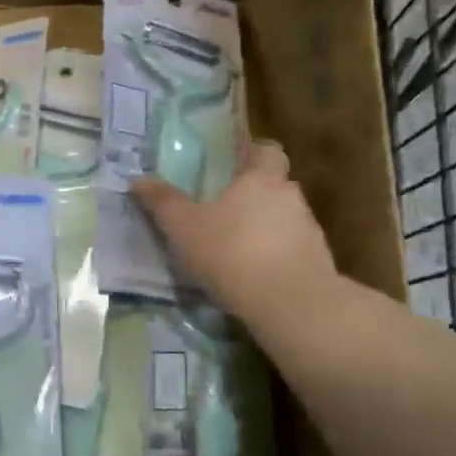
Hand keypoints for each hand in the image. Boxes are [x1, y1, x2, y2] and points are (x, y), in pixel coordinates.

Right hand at [131, 139, 340, 324]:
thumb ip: (163, 203)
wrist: (292, 304)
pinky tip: (252, 279)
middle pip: (273, 187)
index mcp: (261, 178)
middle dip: (251, 198)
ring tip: (234, 253)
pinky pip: (291, 252)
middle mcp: (290, 197)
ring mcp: (309, 231)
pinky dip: (274, 259)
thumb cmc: (232, 252)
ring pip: (283, 221)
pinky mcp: (318, 264)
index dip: (251, 155)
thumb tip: (137, 180)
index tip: (231, 169)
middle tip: (221, 214)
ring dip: (263, 231)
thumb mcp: (184, 228)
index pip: (266, 151)